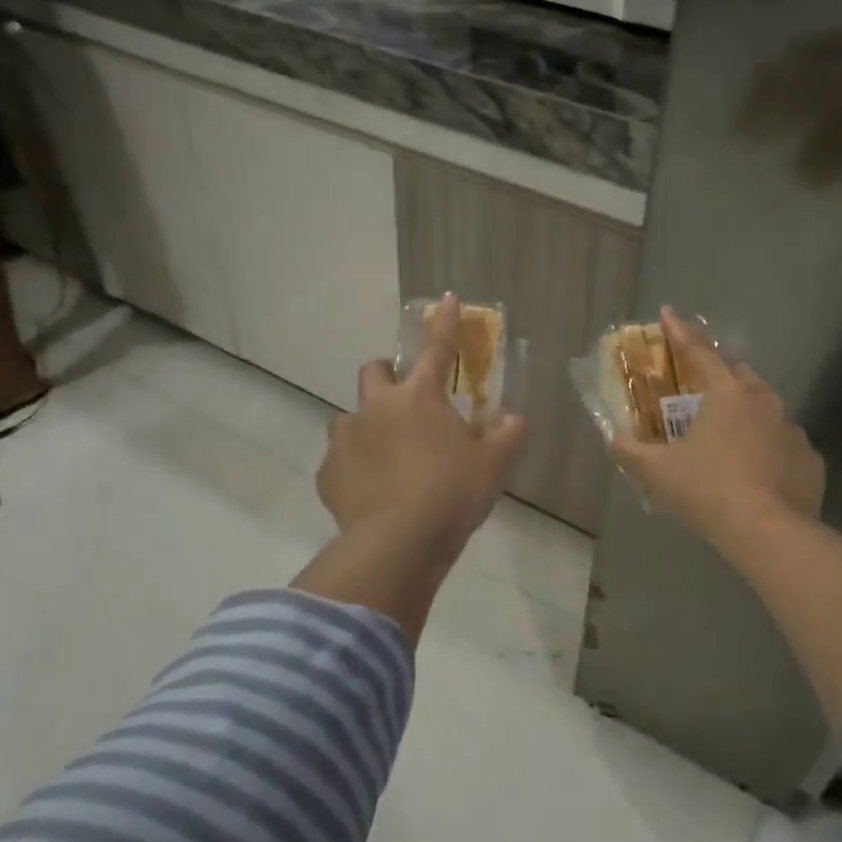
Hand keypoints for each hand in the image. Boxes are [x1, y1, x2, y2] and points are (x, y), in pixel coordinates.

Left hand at [319, 294, 527, 547]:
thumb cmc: (452, 494)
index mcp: (420, 397)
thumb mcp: (495, 465)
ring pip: (350, 417)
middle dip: (387, 375)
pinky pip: (339, 461)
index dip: (445, 323)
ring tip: (387, 458)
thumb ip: (509, 434)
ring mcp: (346, 438)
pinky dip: (355, 468)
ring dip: (368, 426)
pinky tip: (371, 492)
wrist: (399, 543)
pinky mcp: (328, 472)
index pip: (438, 349)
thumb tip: (512, 418)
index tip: (447, 299)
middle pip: (373, 370)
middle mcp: (377, 407)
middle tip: (405, 401)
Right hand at [612, 307, 824, 543]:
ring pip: (765, 410)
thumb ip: (631, 451)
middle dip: (718, 376)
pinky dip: (767, 448)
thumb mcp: (658, 471)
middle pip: (738, 376)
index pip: (700, 351)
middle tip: (699, 393)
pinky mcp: (809, 459)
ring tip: (727, 440)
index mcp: (728, 393)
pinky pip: (782, 444)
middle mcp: (765, 401)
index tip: (667, 313)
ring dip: (745, 415)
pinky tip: (755, 472)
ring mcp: (793, 429)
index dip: (680, 331)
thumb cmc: (708, 490)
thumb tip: (615, 439)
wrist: (769, 532)